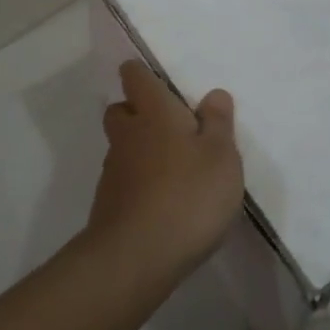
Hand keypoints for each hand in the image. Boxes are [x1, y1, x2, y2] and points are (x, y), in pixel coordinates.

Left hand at [86, 61, 243, 279]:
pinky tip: (163, 202)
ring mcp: (113, 171)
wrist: (137, 255)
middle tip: (171, 128)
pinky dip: (139, 182)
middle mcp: (128, 135)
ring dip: (141, 150)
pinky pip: (124, 179)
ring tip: (174, 171)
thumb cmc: (189, 195)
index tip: (157, 82)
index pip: (135, 76)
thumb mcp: (221, 156)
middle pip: (120, 111)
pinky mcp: (108, 203)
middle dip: (138, 112)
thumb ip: (218, 123)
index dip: (141, 74)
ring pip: (122, 147)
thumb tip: (213, 94)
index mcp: (154, 113)